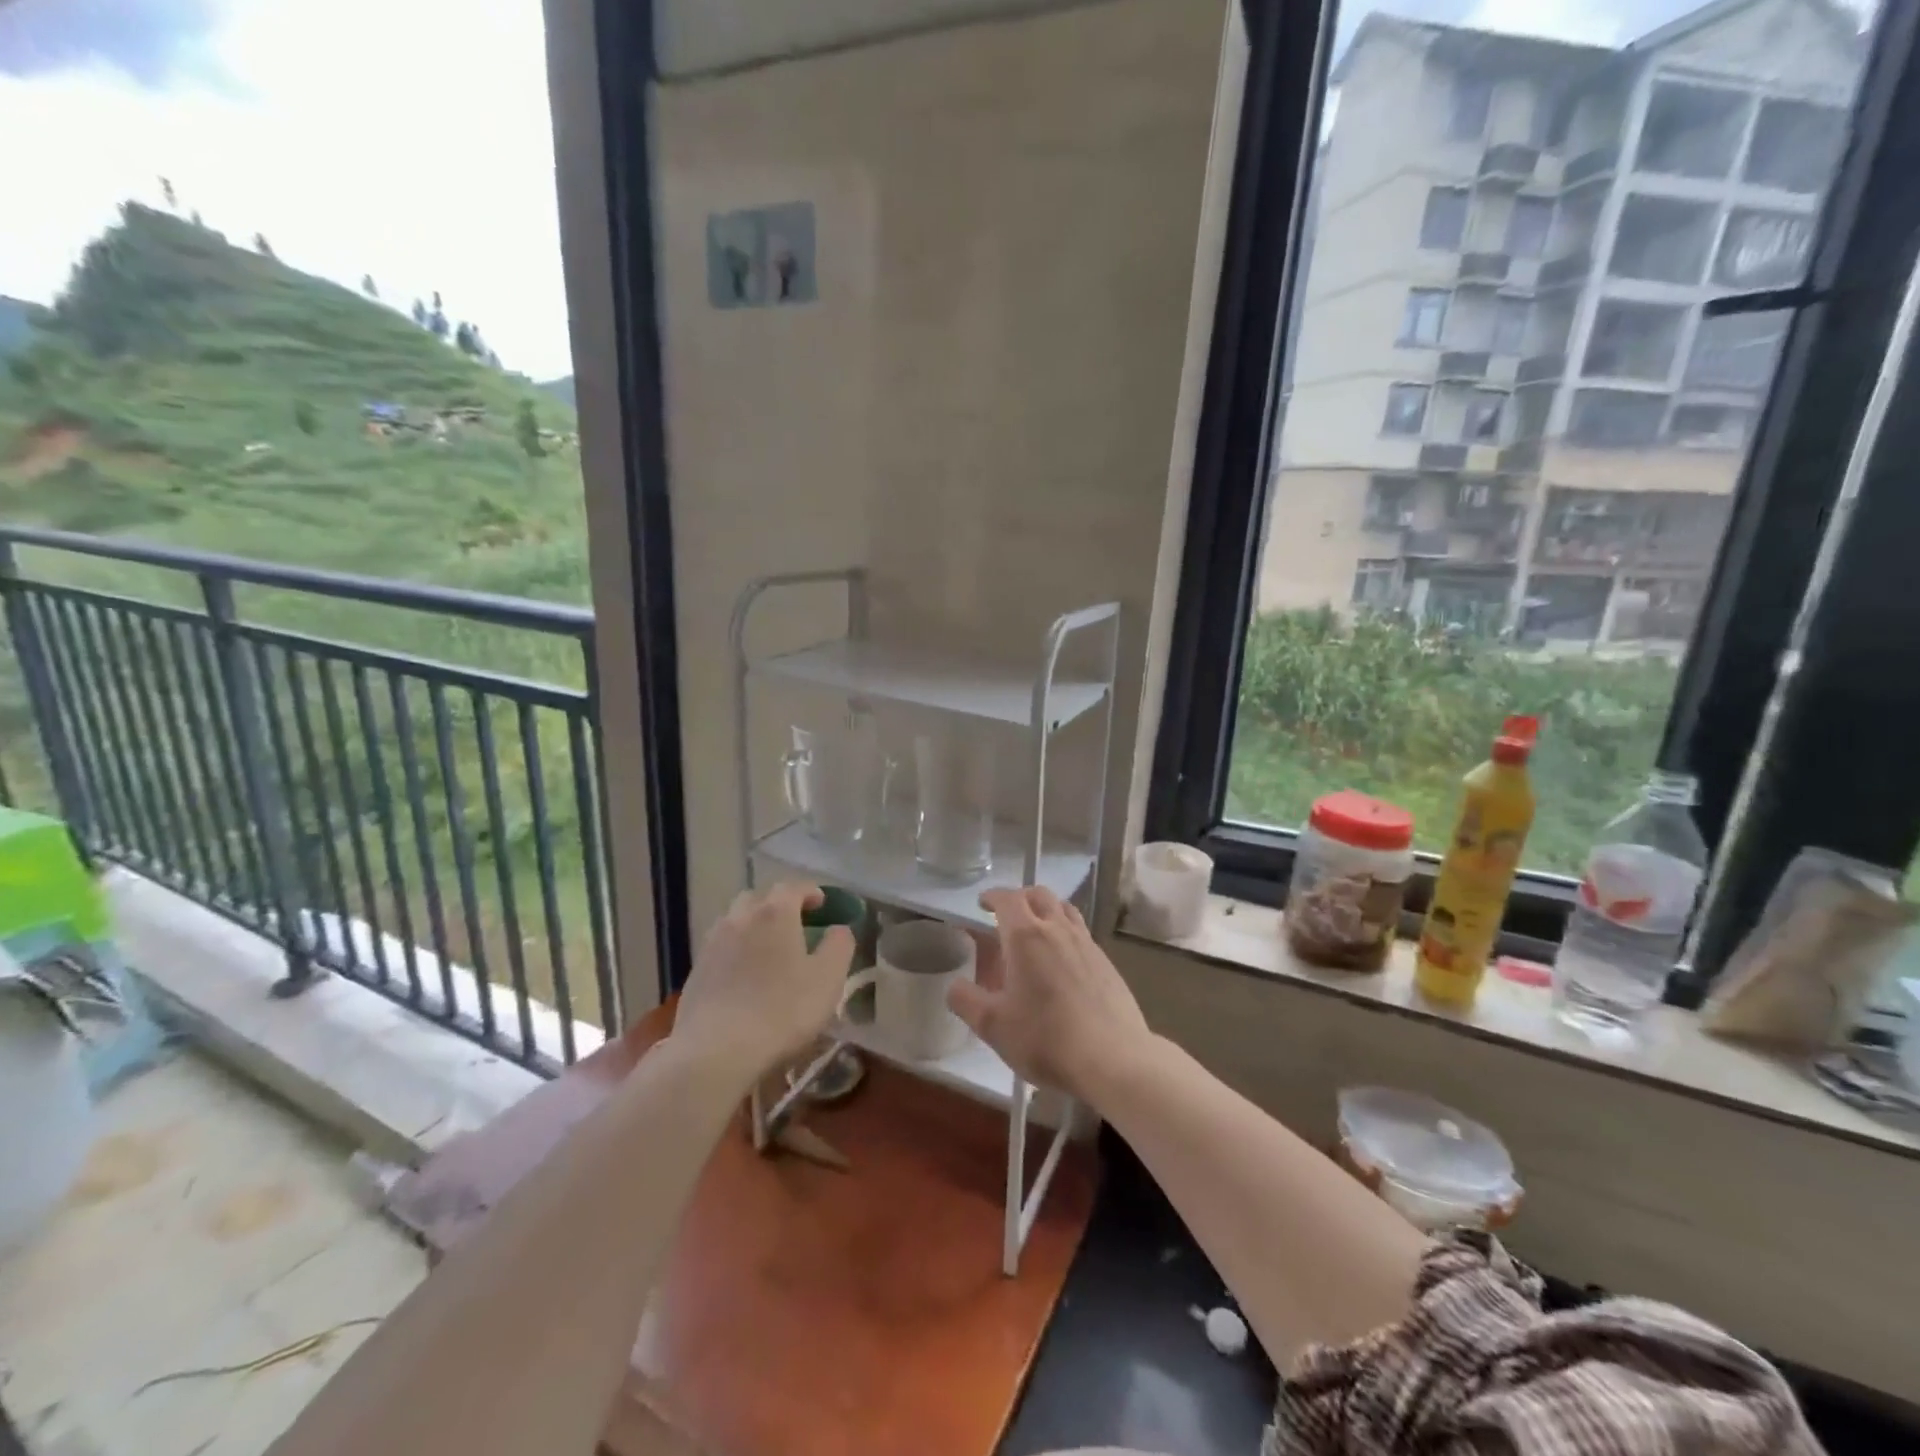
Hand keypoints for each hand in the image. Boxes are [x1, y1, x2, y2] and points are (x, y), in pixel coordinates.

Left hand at [673, 883, 855, 1081]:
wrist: (716, 1051)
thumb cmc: (782, 1010)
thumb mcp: (828, 978)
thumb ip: (839, 946)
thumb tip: (839, 929)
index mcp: (775, 913)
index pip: (792, 887)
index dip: (809, 892)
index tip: (821, 903)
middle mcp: (740, 918)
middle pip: (759, 898)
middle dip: (778, 905)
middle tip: (795, 923)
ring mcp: (713, 943)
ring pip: (735, 921)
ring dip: (753, 926)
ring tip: (768, 948)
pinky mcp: (696, 971)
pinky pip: (721, 947)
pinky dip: (735, 950)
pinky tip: (744, 975)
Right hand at [948, 887, 1153, 1102]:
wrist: (1113, 1059)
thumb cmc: (1045, 1039)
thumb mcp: (992, 1026)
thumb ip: (966, 1001)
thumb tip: (955, 985)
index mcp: (1026, 936)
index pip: (1007, 898)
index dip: (992, 896)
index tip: (981, 903)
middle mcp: (1058, 929)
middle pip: (1039, 895)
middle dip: (1020, 898)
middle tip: (1006, 915)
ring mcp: (1087, 944)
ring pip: (1065, 910)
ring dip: (1046, 910)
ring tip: (1036, 931)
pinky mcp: (1107, 963)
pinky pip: (1081, 934)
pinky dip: (1066, 934)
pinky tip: (1062, 962)